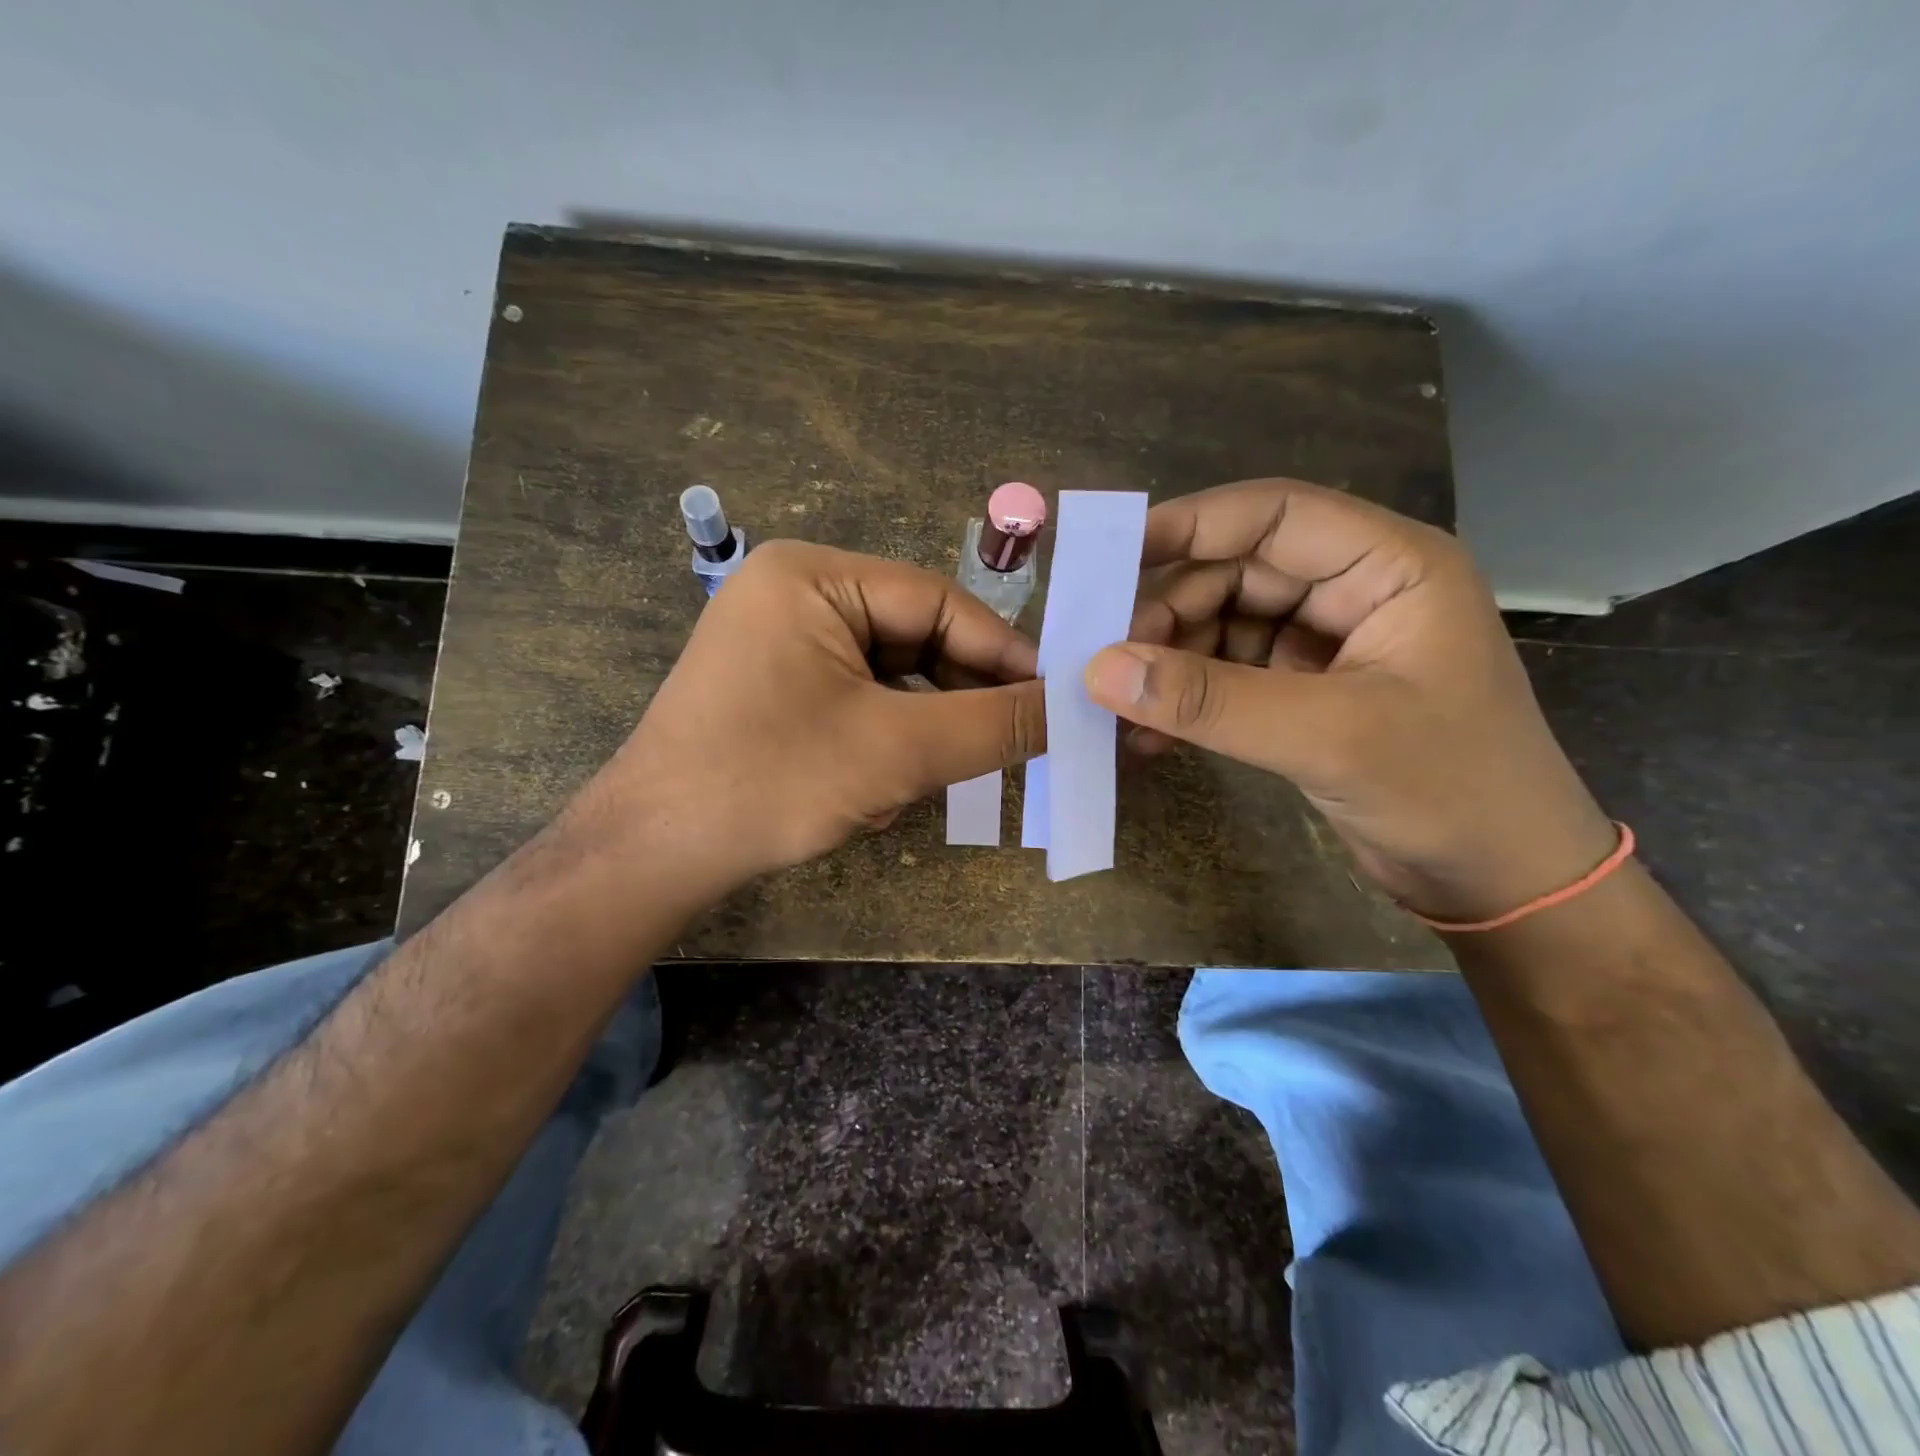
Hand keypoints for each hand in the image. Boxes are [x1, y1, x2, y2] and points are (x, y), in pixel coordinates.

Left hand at [583, 540, 1044, 903]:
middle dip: (961, 694)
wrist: (655, 854)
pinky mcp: (777, 687)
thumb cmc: (772, 782)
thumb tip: (1076, 706)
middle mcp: (796, 594)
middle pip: (915, 636)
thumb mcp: (898, 751)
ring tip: (954, 767)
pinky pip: (859, 698)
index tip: (1058, 697)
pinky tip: (898, 778)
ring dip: (926, 723)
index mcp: (814, 576)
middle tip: (1020, 739)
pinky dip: (890, 736)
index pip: (938, 601)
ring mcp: (782, 642)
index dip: (1004, 652)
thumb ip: (996, 724)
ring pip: (891, 674)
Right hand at [1086, 479, 1615, 922]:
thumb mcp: (1328, 737)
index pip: (1273, 515)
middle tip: (1106, 661)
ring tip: (1121, 708)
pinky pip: (1225, 675)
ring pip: (1221, 625)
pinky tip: (1149, 734)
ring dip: (1169, 663)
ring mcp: (1325, 644)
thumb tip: (1100, 670)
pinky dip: (1186, 699)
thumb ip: (1212, 701)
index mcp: (1388, 566)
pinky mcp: (1302, 692)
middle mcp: (1353, 591)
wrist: (1501, 881)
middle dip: (1168, 613)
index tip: (1109, 557)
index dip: (1188, 524)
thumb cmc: (1450, 790)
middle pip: (1235, 572)